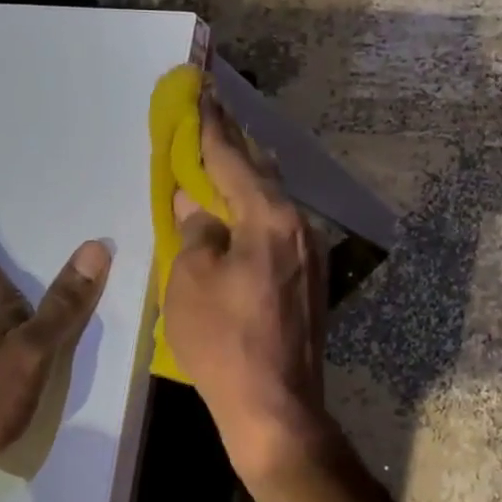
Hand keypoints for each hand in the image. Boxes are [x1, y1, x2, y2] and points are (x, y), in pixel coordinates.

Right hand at [162, 95, 341, 484]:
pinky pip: (280, 231)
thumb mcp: (190, 282)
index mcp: (270, 219)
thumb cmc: (224, 342)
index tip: (203, 93)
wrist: (276, 408)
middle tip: (213, 118)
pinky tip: (242, 218)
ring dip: (248, 181)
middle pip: (263, 173)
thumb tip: (197, 210)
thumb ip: (195, 234)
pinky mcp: (311, 282)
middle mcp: (300, 227)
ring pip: (275, 203)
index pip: (233, 160)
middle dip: (236, 146)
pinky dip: (257, 215)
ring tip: (224, 161)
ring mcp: (311, 256)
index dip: (212, 127)